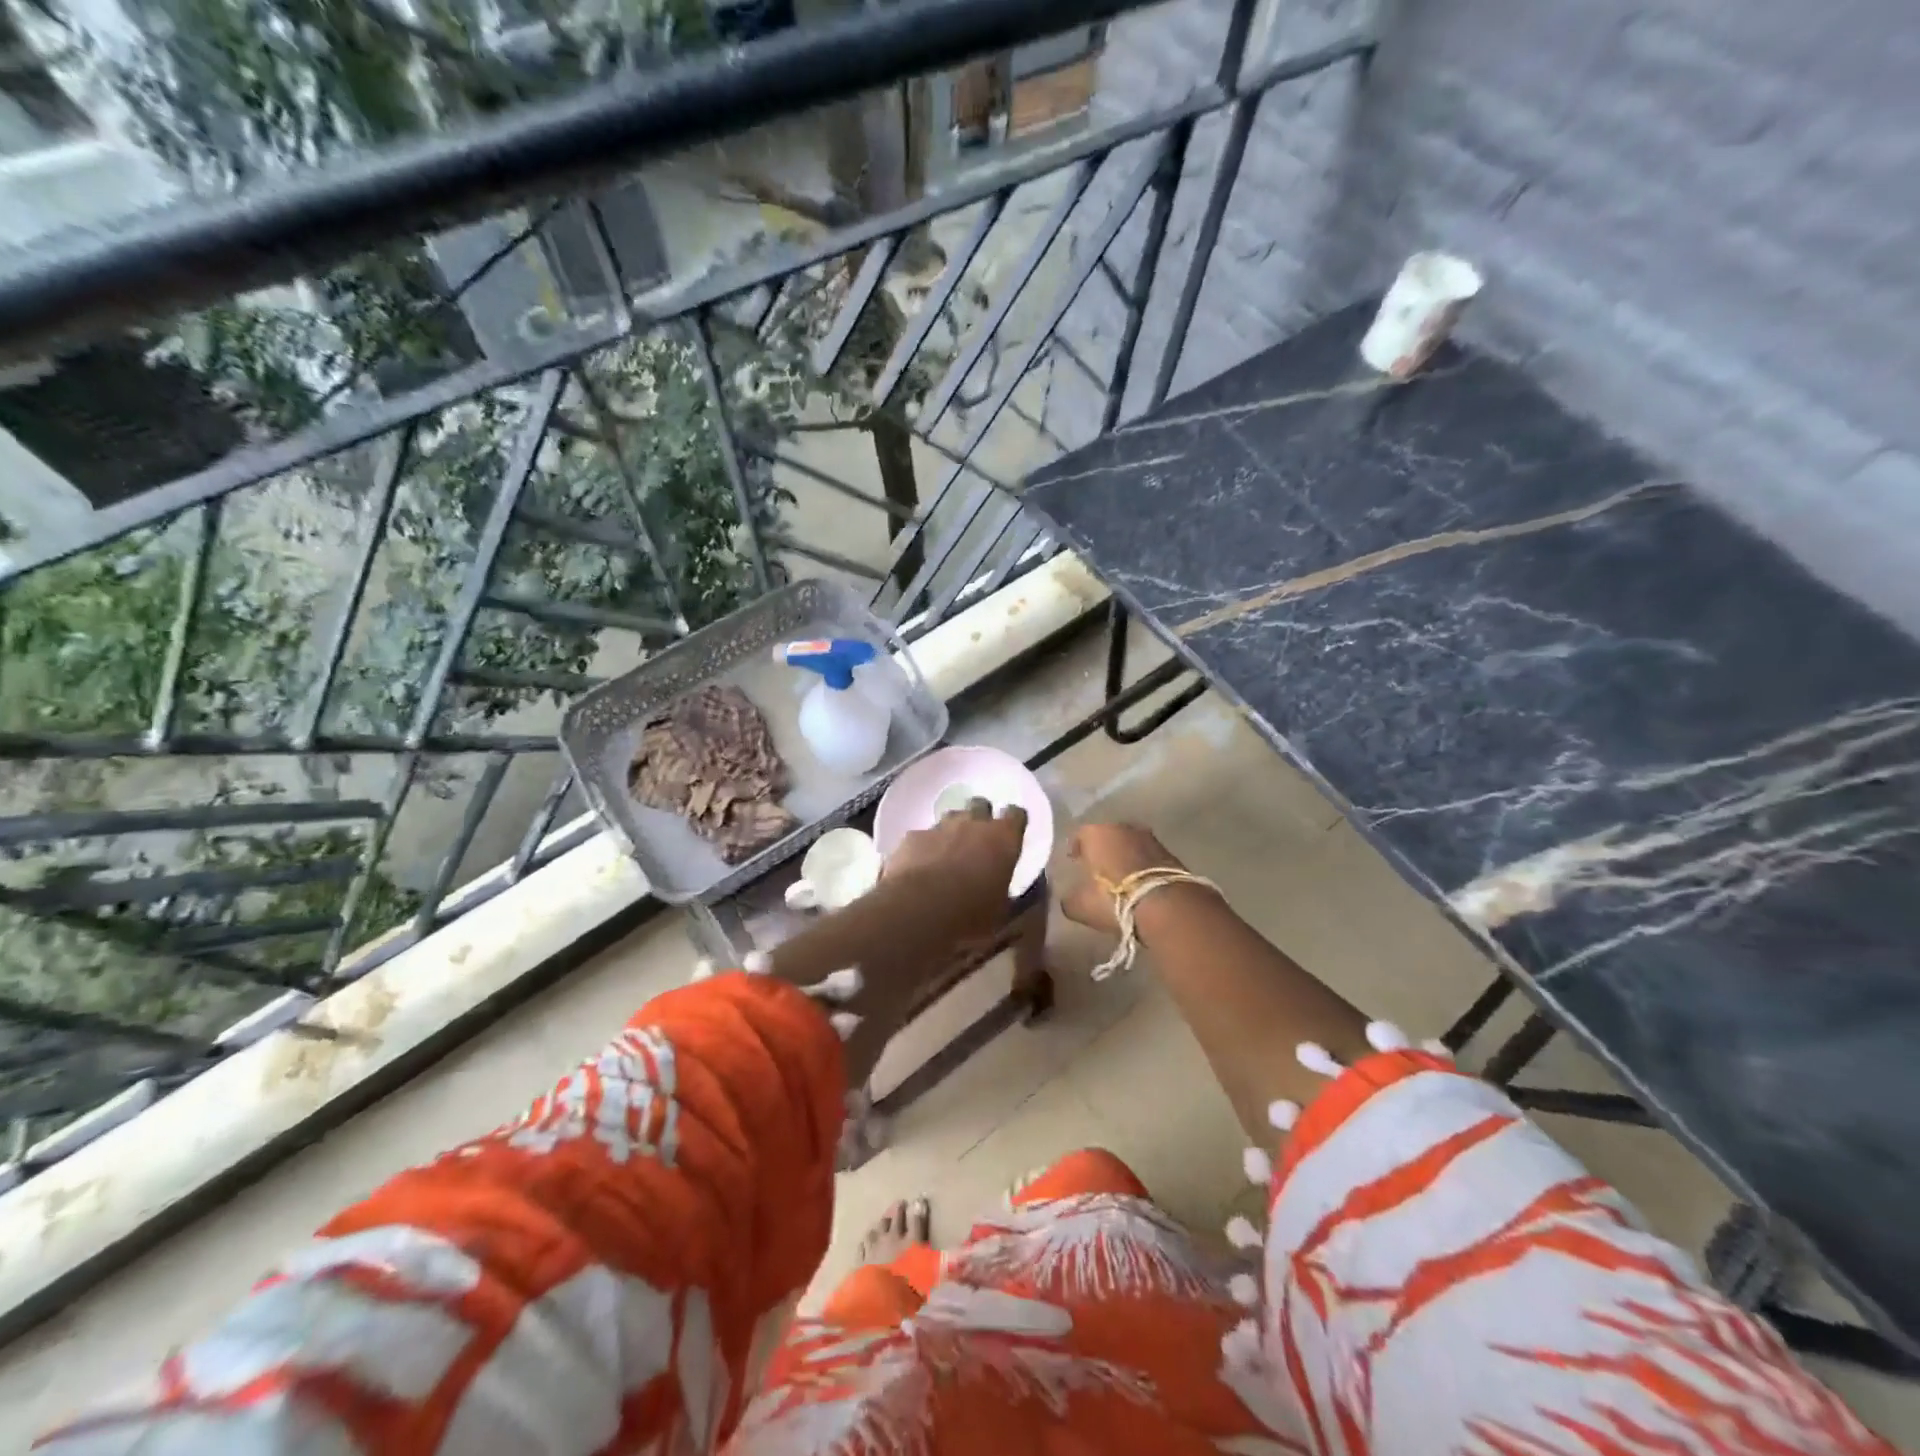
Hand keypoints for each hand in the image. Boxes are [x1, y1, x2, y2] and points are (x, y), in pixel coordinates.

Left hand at [884, 798, 1027, 934]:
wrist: (918, 909)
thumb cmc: (970, 914)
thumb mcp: (1001, 912)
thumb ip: (1006, 894)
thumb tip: (1007, 892)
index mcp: (1003, 839)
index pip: (1016, 814)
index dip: (1013, 822)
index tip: (1011, 835)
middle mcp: (973, 823)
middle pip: (980, 805)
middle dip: (980, 818)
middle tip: (978, 842)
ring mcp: (939, 827)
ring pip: (950, 817)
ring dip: (952, 831)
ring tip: (948, 855)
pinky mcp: (912, 837)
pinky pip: (922, 836)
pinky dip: (924, 848)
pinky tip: (920, 867)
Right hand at [1061, 823, 1184, 933]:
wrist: (1165, 906)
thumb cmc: (1113, 899)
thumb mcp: (1080, 905)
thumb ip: (1069, 898)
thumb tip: (1069, 897)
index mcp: (1096, 833)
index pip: (1080, 834)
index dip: (1076, 848)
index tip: (1074, 862)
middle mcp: (1123, 827)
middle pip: (1108, 835)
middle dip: (1103, 849)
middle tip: (1098, 868)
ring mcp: (1150, 838)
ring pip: (1131, 844)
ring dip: (1125, 856)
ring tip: (1121, 877)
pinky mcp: (1171, 853)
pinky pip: (1149, 857)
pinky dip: (1143, 866)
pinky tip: (1141, 883)